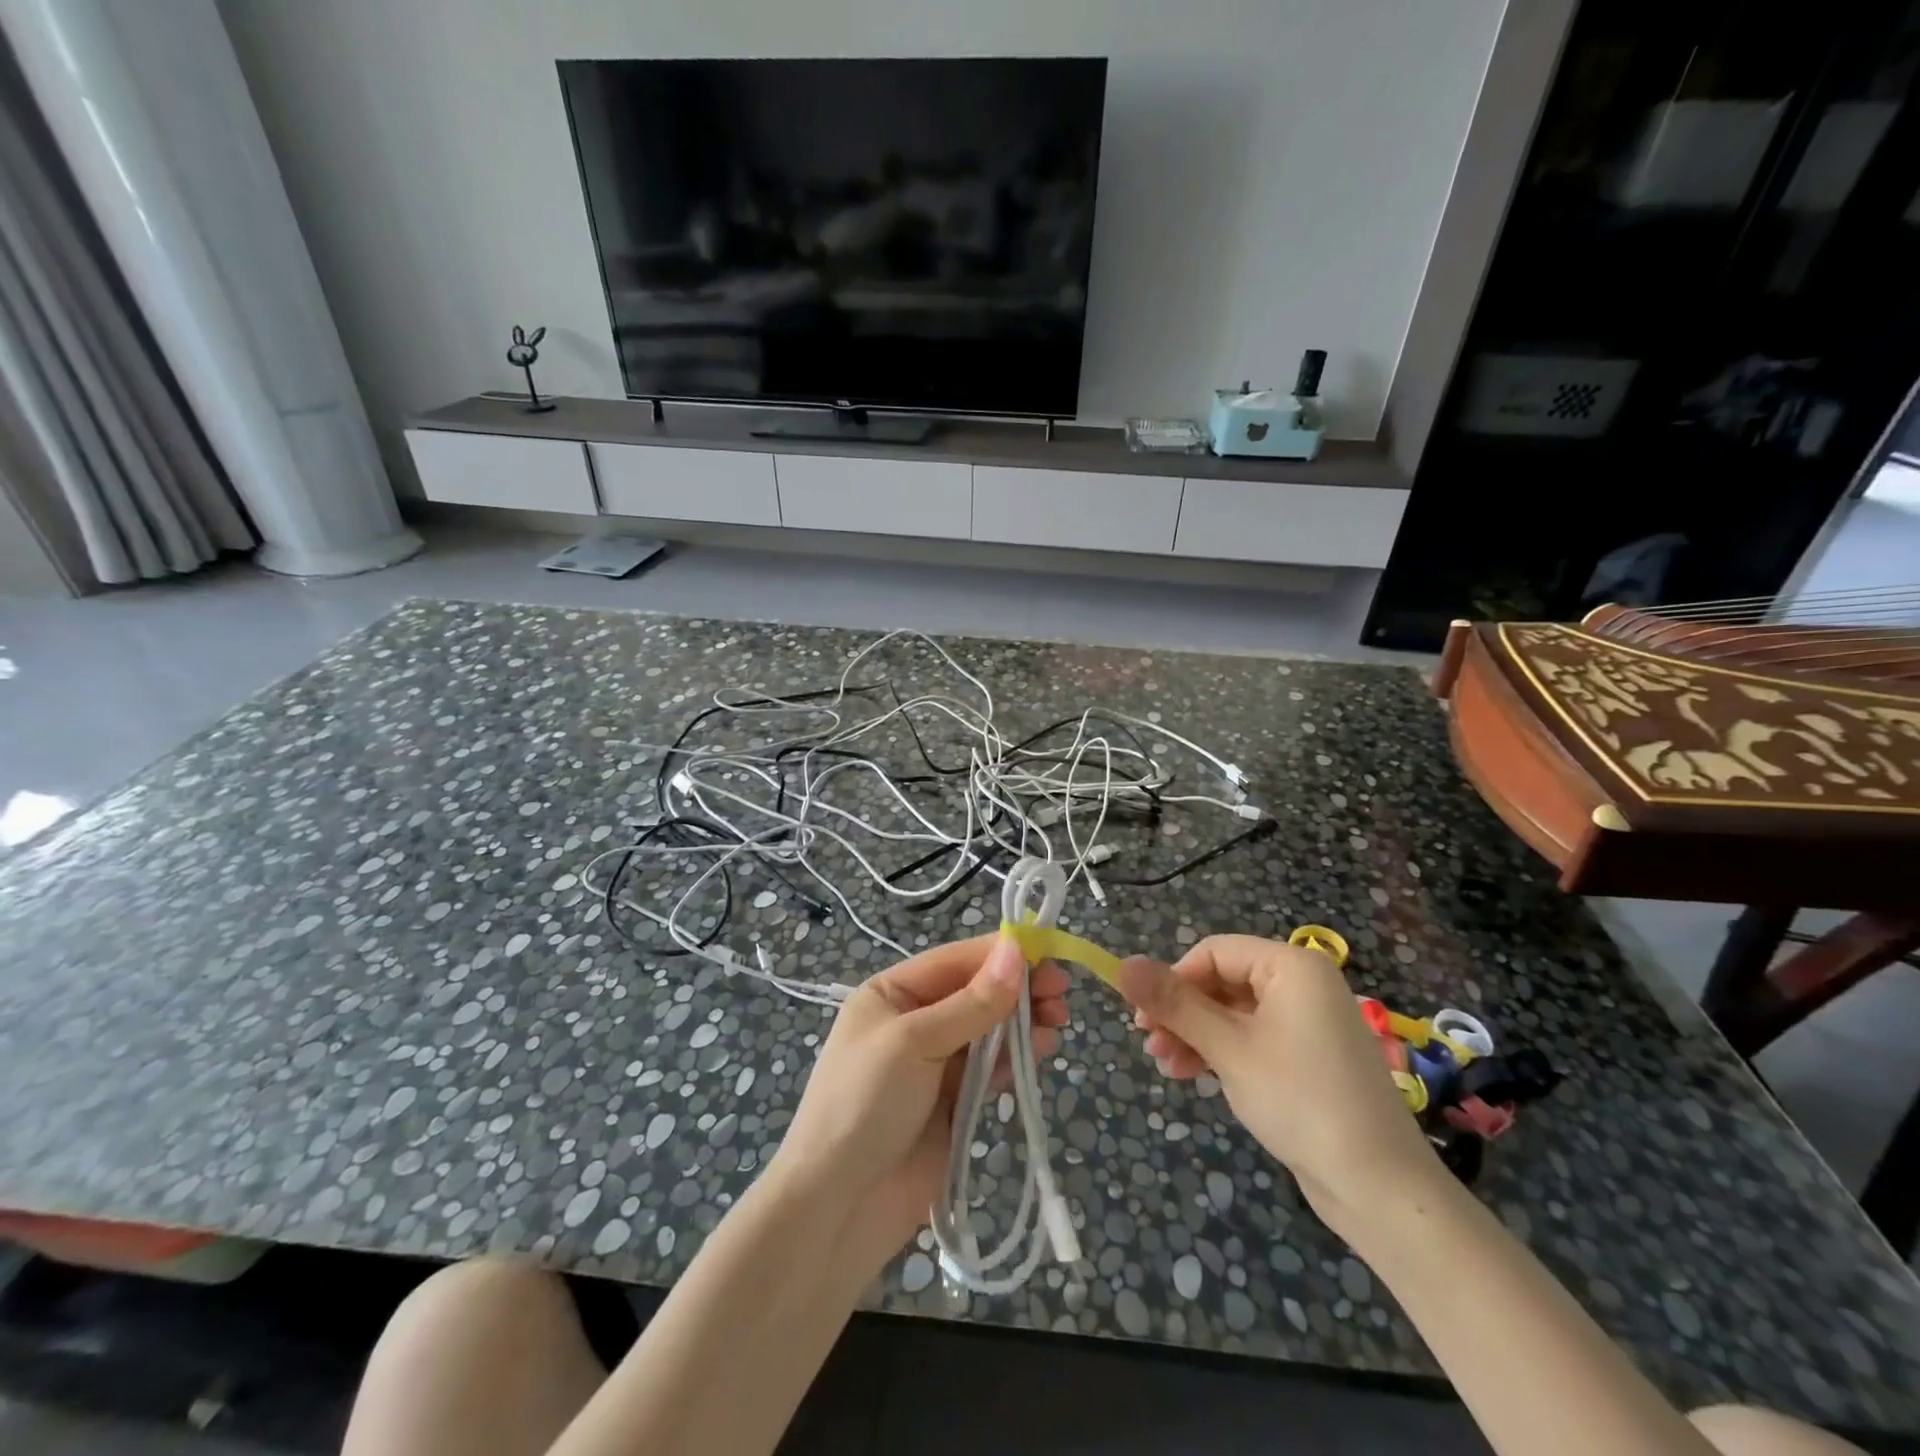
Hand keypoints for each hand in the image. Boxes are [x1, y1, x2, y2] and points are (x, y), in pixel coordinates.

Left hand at [772, 933, 1069, 1274]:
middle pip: (975, 993)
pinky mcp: (952, 1103)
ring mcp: (934, 1064)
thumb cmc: (865, 1104)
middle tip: (1061, 994)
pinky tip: (1040, 1051)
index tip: (1048, 955)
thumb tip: (1016, 949)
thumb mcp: (915, 1042)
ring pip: (987, 1030)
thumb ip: (972, 1002)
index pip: (954, 962)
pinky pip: (989, 1069)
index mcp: (892, 993)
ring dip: (1022, 1023)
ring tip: (1057, 1022)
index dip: (1000, 956)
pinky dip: (1014, 1057)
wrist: (838, 1207)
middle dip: (1017, 990)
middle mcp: (914, 1021)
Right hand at [1117, 935, 1441, 1234]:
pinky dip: (1221, 1052)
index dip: (1173, 979)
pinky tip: (1194, 1075)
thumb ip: (1174, 1004)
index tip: (1143, 1018)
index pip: (1213, 952)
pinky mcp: (1308, 1058)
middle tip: (1150, 1045)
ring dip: (1195, 1035)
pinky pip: (1252, 1038)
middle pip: (1222, 982)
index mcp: (1291, 966)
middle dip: (1182, 1013)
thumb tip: (1123, 965)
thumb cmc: (1300, 1100)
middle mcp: (1302, 984)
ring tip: (1166, 1067)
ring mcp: (1307, 1022)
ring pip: (1233, 1013)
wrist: (1380, 1188)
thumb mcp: (1228, 1048)